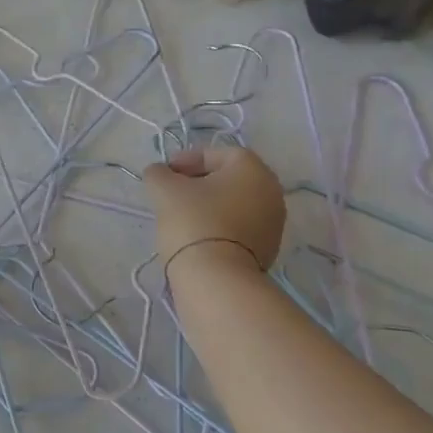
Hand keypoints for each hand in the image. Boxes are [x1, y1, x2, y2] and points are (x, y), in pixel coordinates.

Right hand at [142, 146, 284, 278]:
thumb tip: (159, 173)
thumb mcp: (165, 189)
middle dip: (199, 183)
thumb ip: (159, 173)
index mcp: (252, 168)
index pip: (217, 154)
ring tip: (182, 217)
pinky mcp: (268, 250)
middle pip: (229, 179)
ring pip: (235, 204)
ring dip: (210, 206)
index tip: (165, 174)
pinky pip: (239, 228)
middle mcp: (271, 191)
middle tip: (172, 193)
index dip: (187, 159)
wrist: (217, 278)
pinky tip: (198, 237)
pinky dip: (219, 226)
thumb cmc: (194, 221)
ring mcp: (273, 223)